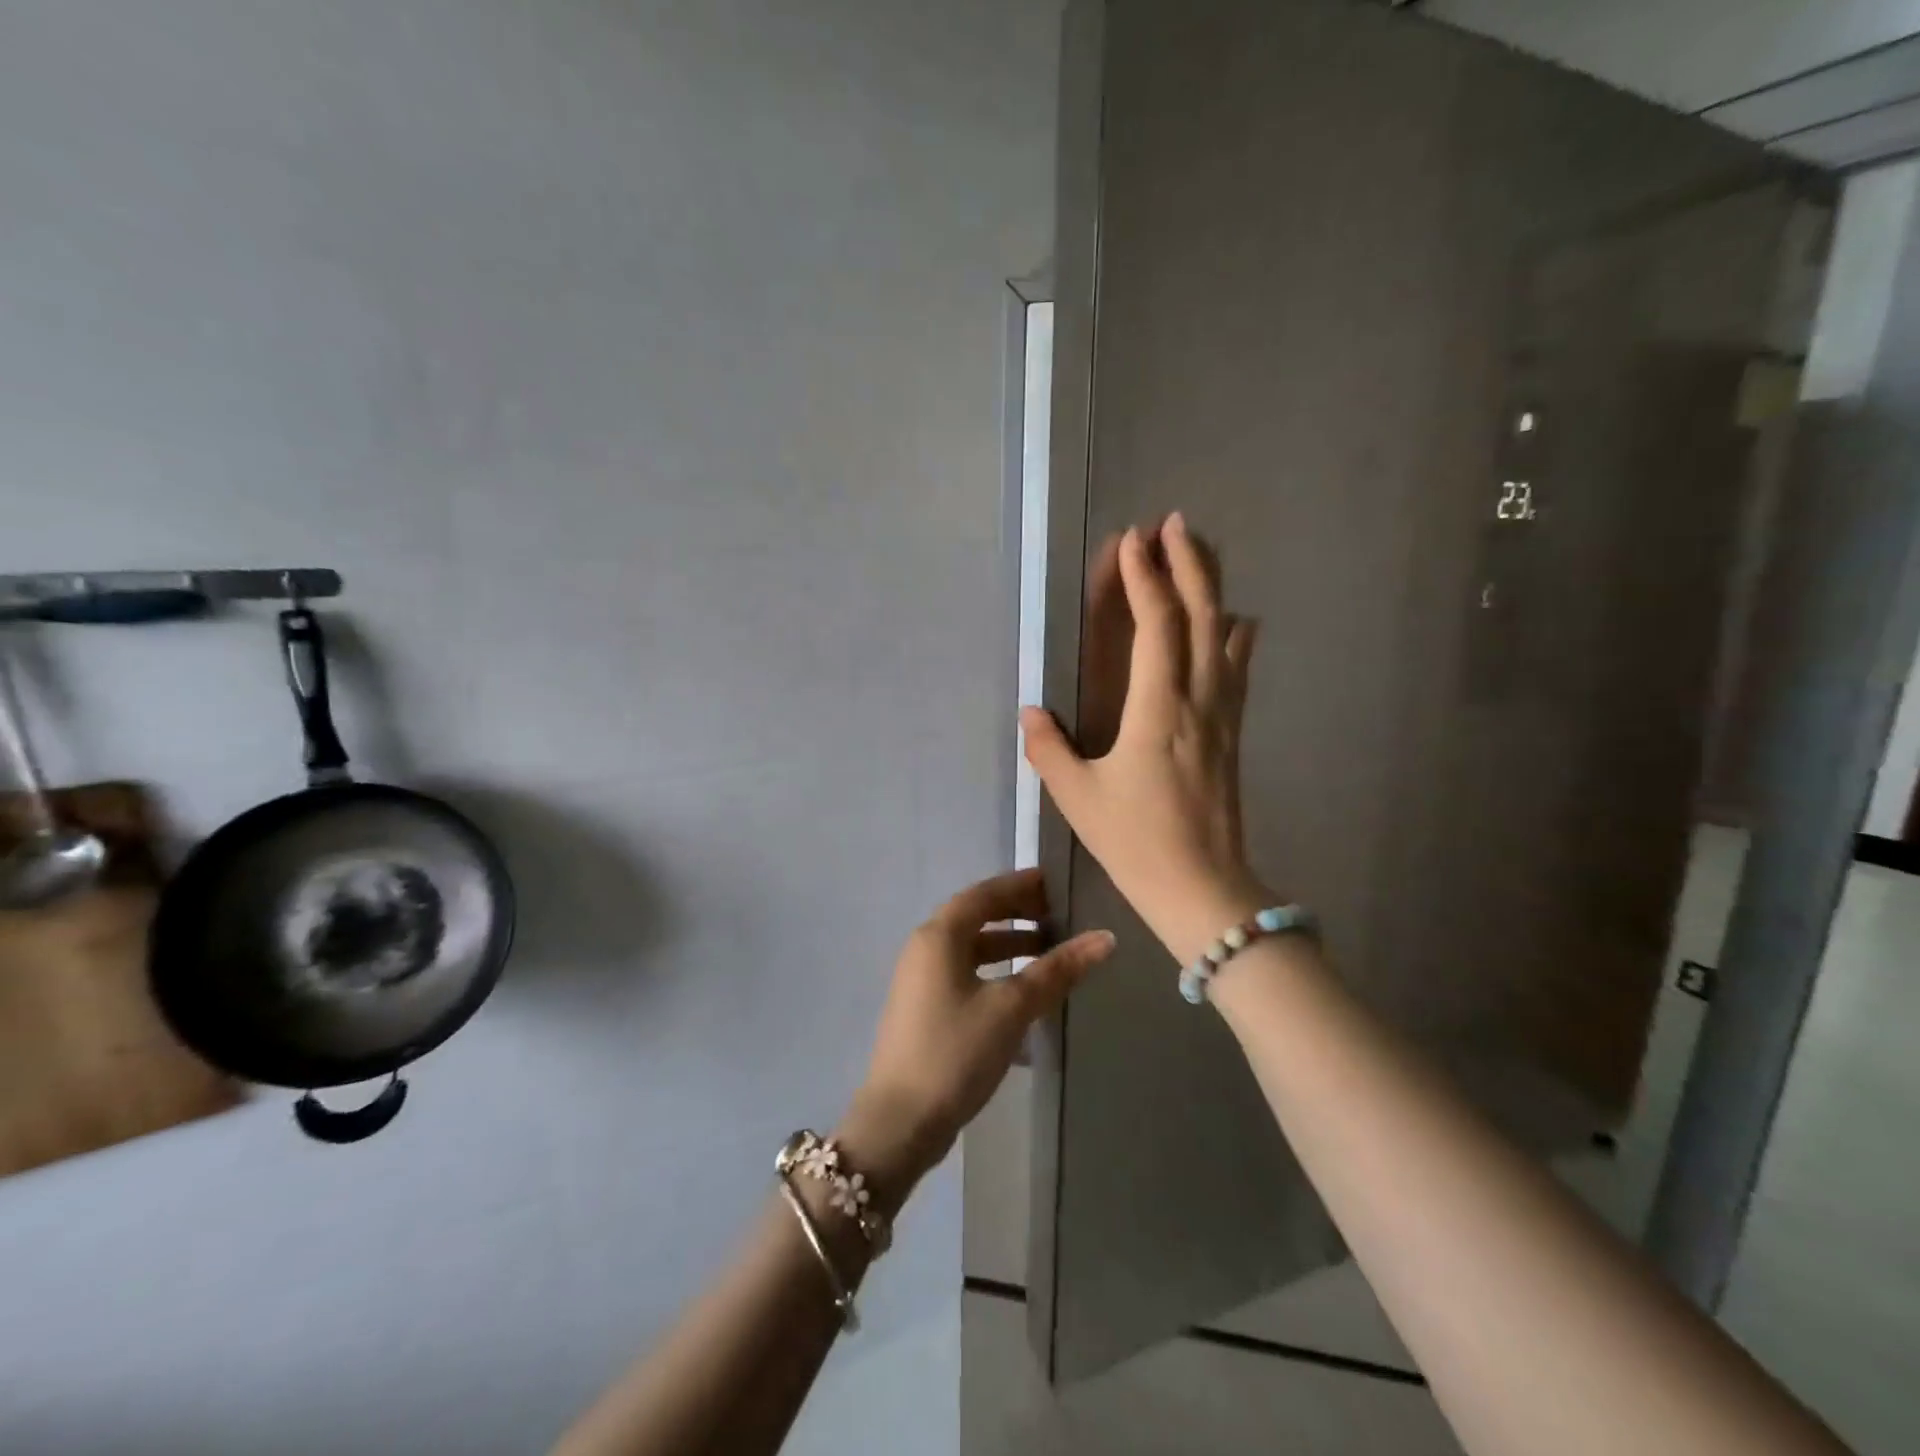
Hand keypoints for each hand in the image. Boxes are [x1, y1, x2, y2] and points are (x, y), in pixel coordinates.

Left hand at [838, 869, 1114, 1210]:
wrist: (900, 1121)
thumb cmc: (955, 1052)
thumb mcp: (1011, 1008)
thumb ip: (1056, 970)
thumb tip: (1105, 938)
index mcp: (939, 936)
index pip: (984, 894)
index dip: (1020, 885)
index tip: (1056, 882)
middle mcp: (925, 948)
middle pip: (976, 917)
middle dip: (1017, 914)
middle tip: (1059, 916)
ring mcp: (921, 980)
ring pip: (971, 948)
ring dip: (1008, 945)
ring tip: (1050, 952)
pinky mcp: (925, 1009)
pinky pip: (965, 973)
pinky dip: (996, 971)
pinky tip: (1024, 992)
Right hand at [1020, 512, 1267, 964]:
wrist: (1203, 887)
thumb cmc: (1136, 842)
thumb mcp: (1078, 798)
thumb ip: (1049, 749)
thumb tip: (1031, 713)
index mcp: (1158, 709)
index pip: (1157, 625)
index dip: (1144, 578)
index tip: (1131, 540)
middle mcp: (1198, 700)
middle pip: (1201, 615)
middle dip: (1187, 563)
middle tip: (1175, 522)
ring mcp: (1222, 716)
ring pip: (1224, 636)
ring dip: (1212, 589)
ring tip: (1201, 554)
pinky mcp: (1232, 734)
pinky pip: (1237, 671)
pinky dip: (1235, 637)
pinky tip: (1238, 622)